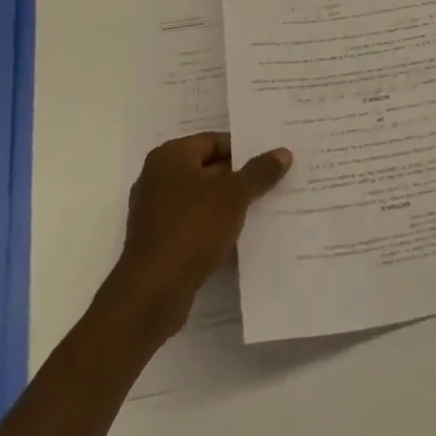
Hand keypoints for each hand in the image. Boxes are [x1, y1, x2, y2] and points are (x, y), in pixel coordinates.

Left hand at [106, 132, 291, 336]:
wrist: (152, 294)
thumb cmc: (192, 228)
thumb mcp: (235, 194)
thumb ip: (259, 171)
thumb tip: (283, 152)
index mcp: (170, 156)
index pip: (215, 142)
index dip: (245, 151)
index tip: (271, 162)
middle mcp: (157, 178)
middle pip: (208, 170)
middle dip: (239, 179)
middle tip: (273, 184)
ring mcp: (154, 212)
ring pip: (202, 200)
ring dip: (228, 207)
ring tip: (262, 210)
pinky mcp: (157, 243)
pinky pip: (193, 226)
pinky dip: (213, 229)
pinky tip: (239, 239)